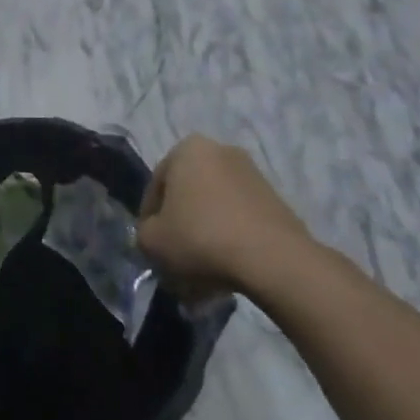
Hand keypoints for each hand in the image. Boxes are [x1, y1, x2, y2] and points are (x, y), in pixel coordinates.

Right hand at [137, 135, 309, 296]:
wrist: (273, 259)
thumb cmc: (201, 238)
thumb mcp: (152, 241)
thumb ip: (144, 234)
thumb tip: (155, 234)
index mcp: (186, 149)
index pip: (156, 186)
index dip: (149, 220)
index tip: (152, 246)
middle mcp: (219, 150)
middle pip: (189, 194)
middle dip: (181, 225)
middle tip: (176, 257)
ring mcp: (252, 174)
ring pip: (215, 207)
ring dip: (206, 233)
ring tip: (202, 270)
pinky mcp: (275, 199)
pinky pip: (240, 218)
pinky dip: (230, 238)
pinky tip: (227, 268)